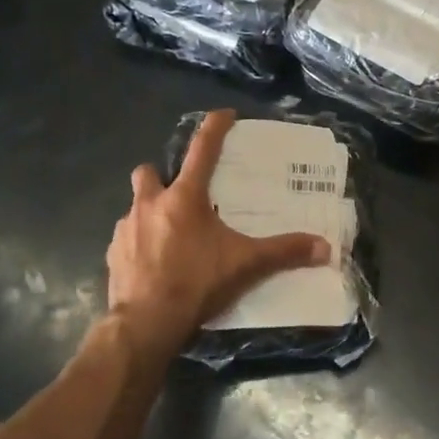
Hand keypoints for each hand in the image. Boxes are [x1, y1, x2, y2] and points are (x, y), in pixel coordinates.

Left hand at [106, 110, 330, 363]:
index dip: (214, 127)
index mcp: (184, 198)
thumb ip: (284, 252)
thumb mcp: (246, 265)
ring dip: (151, 211)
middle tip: (182, 193)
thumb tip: (325, 248)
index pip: (202, 149)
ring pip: (136, 206)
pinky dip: (140, 242)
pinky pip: (126, 238)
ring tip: (172, 233)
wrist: (145, 324)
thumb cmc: (196, 283)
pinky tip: (155, 261)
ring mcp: (126, 229)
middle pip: (150, 172)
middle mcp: (150, 204)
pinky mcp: (113, 254)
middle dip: (162, 175)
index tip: (224, 115)